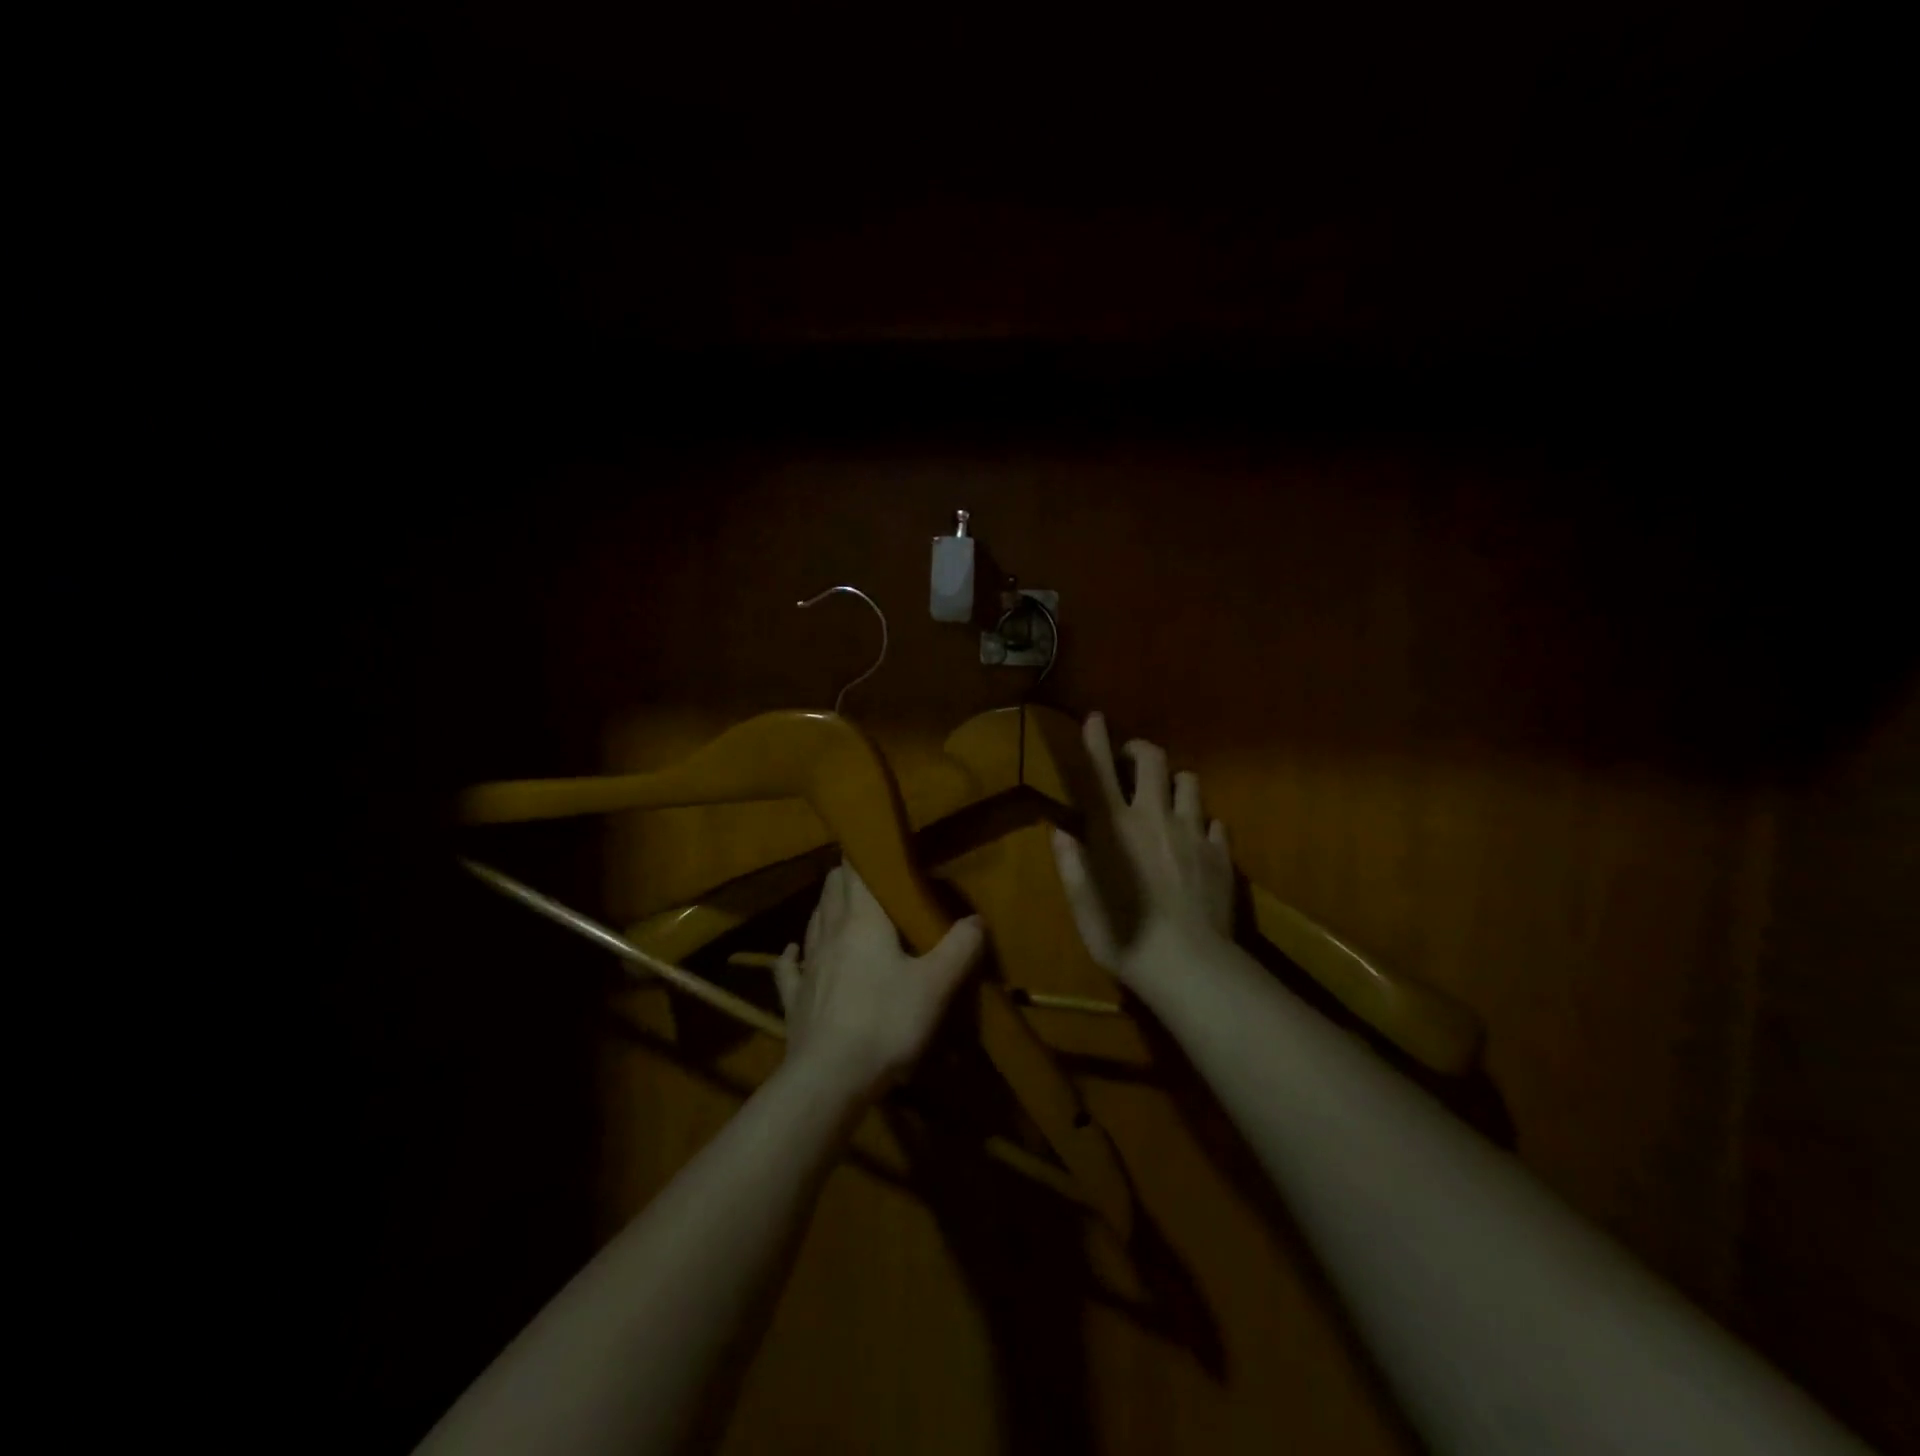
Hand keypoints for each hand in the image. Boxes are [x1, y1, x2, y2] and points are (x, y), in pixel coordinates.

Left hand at [773, 865, 984, 1098]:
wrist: (829, 1078)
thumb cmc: (885, 1021)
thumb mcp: (936, 985)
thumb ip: (959, 947)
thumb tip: (976, 920)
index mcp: (863, 920)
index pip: (856, 870)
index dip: (863, 852)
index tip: (875, 842)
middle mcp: (830, 932)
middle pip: (833, 889)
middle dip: (847, 876)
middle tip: (869, 876)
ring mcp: (808, 965)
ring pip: (814, 920)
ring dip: (826, 907)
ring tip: (841, 905)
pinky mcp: (794, 997)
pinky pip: (789, 966)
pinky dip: (794, 954)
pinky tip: (793, 951)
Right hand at [1050, 711, 1233, 990]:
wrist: (1189, 966)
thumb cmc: (1123, 937)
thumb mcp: (1083, 905)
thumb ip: (1071, 864)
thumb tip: (1060, 833)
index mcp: (1115, 828)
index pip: (1100, 773)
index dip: (1096, 741)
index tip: (1095, 717)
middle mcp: (1154, 817)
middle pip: (1153, 759)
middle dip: (1141, 751)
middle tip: (1132, 762)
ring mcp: (1193, 832)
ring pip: (1189, 782)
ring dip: (1175, 784)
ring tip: (1168, 800)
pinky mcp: (1221, 853)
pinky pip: (1215, 823)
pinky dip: (1203, 824)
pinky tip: (1198, 841)